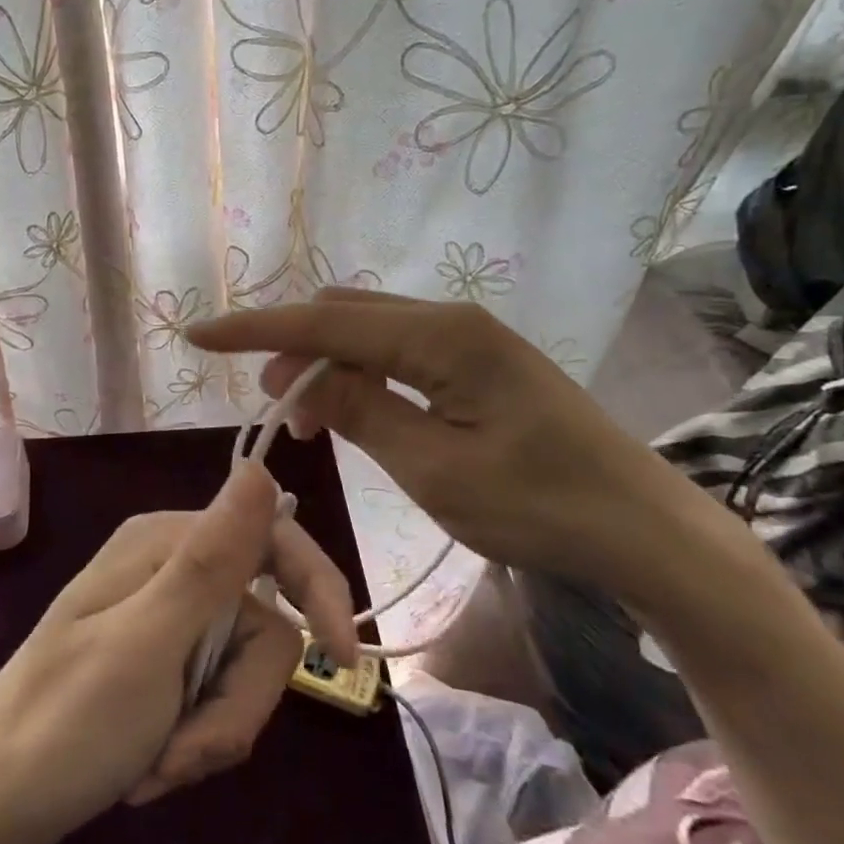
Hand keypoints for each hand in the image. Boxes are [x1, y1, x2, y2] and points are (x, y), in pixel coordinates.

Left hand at [0, 460, 357, 843]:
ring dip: (209, 733)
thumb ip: (212, 558)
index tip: (345, 659)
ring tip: (156, 767)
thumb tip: (261, 469)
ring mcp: (163, 622)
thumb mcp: (148, 641)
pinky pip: (212, 701)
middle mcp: (167, 572)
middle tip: (184, 752)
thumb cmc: (64, 722)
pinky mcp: (158, 669)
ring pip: (241, 674)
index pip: (270, 540)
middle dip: (235, 703)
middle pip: (260, 627)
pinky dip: (191, 743)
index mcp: (163, 544)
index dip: (316, 589)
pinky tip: (146, 769)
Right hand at [188, 288, 717, 599]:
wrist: (646, 528)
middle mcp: (450, 319)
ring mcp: (468, 336)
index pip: (323, 323)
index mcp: (440, 337)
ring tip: (310, 420)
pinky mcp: (479, 359)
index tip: (197, 335)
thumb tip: (298, 377)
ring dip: (327, 364)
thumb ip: (361, 412)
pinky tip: (357, 409)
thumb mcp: (435, 470)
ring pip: (368, 330)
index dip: (255, 329)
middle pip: (344, 315)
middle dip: (293, 351)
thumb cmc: (541, 508)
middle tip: (276, 413)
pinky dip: (362, 372)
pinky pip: (398, 349)